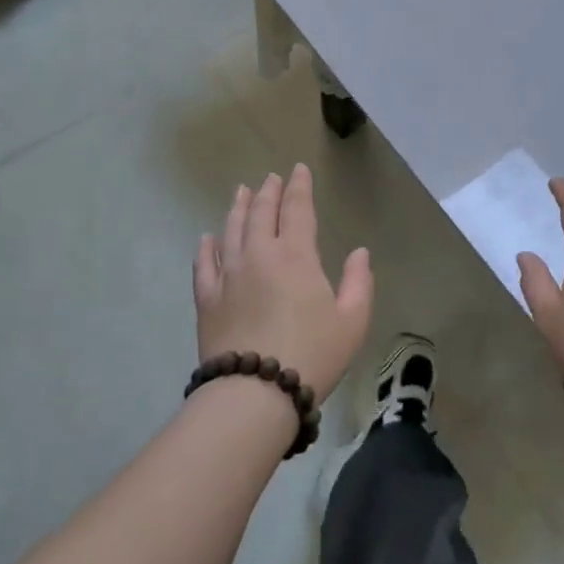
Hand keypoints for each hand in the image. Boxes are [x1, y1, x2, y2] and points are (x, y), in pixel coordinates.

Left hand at [193, 165, 373, 400]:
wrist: (254, 394)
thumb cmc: (312, 355)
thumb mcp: (352, 321)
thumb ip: (359, 282)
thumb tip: (360, 252)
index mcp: (296, 256)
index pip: (297, 209)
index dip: (299, 187)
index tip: (298, 169)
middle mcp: (259, 255)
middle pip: (260, 213)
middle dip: (268, 192)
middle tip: (271, 177)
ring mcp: (228, 275)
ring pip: (231, 230)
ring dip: (238, 208)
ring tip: (241, 191)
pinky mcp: (207, 299)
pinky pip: (204, 264)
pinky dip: (206, 247)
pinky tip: (207, 237)